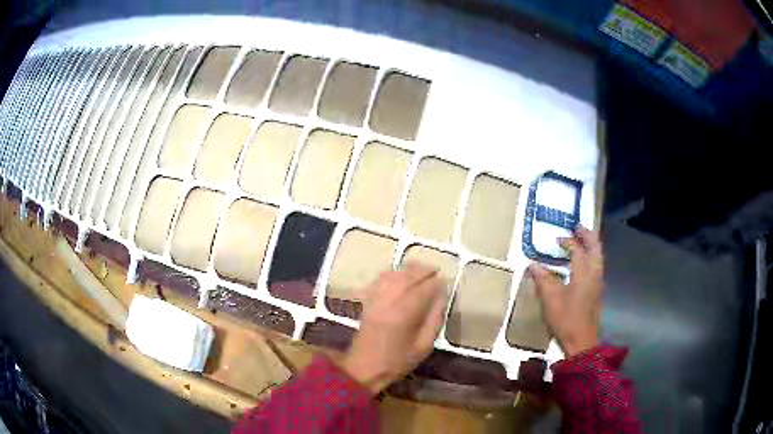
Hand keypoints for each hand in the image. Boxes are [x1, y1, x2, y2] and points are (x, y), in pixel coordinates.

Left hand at [341, 263, 447, 393]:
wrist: (363, 368)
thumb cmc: (397, 361)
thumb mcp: (424, 346)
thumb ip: (434, 320)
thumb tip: (441, 298)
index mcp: (403, 313)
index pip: (423, 288)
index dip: (435, 283)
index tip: (445, 281)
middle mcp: (388, 301)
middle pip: (407, 276)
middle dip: (423, 270)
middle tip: (436, 270)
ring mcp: (375, 299)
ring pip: (393, 275)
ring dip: (408, 269)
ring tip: (421, 270)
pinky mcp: (367, 301)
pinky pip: (380, 280)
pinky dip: (392, 274)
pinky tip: (400, 275)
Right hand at [531, 226, 602, 356]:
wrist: (582, 341)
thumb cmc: (566, 319)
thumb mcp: (550, 300)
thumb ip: (543, 279)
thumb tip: (534, 264)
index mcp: (583, 273)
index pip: (577, 250)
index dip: (568, 242)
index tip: (557, 239)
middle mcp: (594, 273)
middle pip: (595, 248)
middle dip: (588, 235)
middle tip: (578, 227)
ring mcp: (598, 282)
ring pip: (599, 257)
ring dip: (592, 245)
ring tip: (582, 240)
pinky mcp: (597, 291)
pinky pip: (597, 265)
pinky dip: (592, 256)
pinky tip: (583, 262)